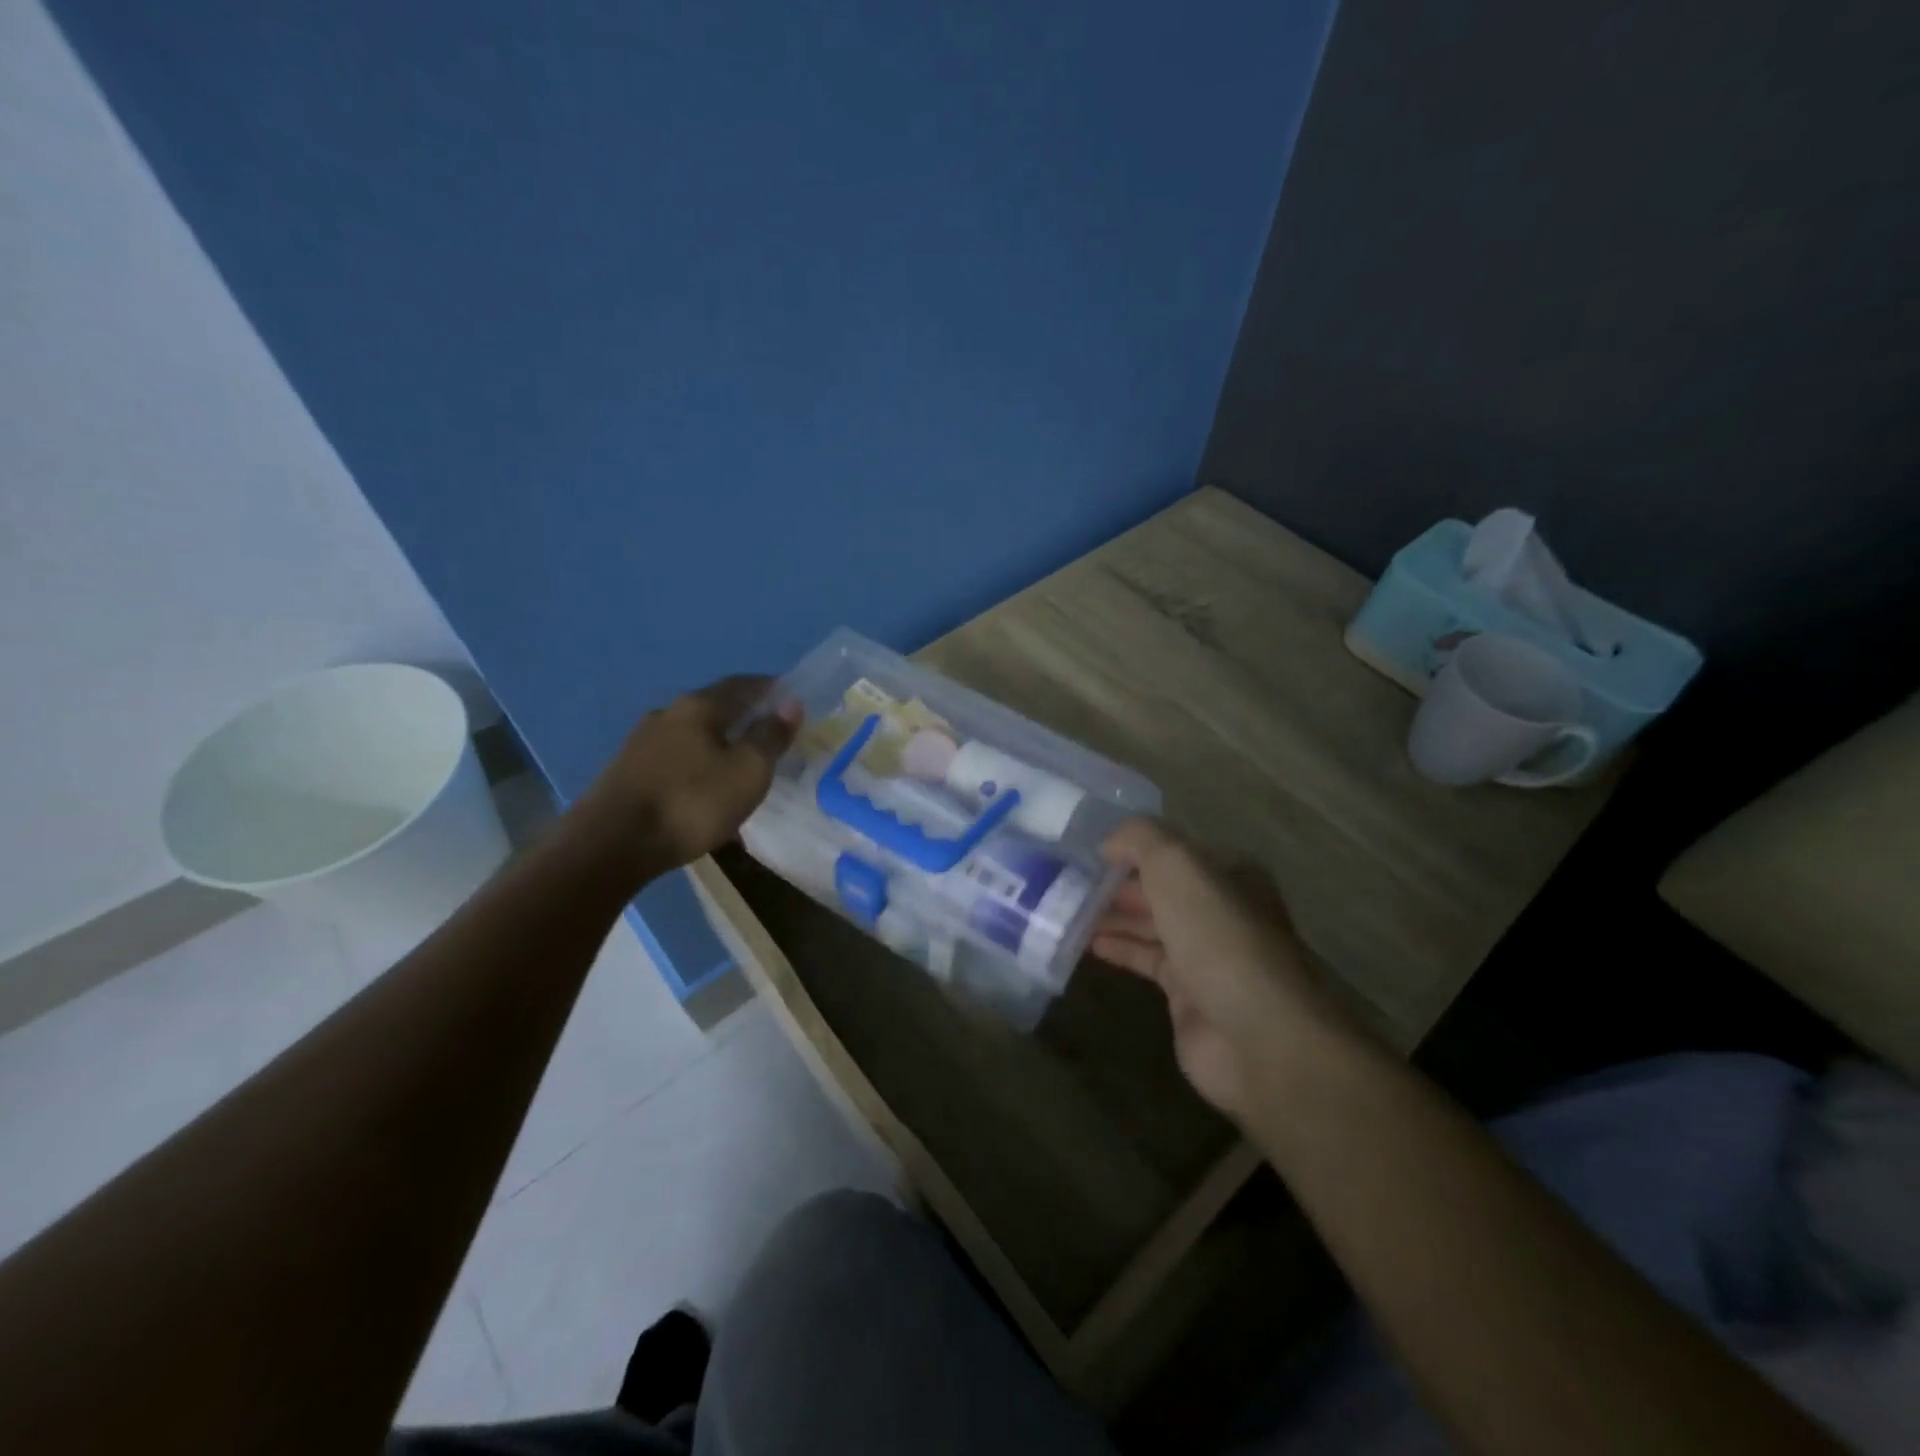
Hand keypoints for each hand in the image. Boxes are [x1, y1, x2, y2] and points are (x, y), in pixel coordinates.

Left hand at [575, 675, 798, 881]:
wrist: (611, 845)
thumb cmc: (692, 803)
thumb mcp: (748, 771)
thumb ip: (770, 736)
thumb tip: (790, 704)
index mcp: (698, 706)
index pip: (742, 684)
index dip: (770, 689)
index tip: (792, 699)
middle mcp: (667, 714)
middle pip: (715, 708)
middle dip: (744, 718)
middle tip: (770, 736)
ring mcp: (641, 743)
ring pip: (693, 736)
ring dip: (719, 745)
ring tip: (739, 767)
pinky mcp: (627, 772)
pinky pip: (675, 760)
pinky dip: (698, 766)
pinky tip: (705, 790)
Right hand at [1093, 819, 1343, 1121]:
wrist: (1258, 1035)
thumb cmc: (1218, 937)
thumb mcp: (1177, 866)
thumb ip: (1140, 839)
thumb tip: (1108, 842)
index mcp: (1227, 871)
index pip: (1171, 849)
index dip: (1130, 847)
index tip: (1085, 849)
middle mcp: (1219, 907)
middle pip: (1158, 886)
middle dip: (1115, 882)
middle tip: (1065, 880)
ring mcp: (1205, 952)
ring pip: (1149, 922)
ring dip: (1110, 915)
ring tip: (1064, 908)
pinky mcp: (1187, 992)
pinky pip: (1145, 959)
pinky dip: (1117, 948)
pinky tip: (1084, 943)